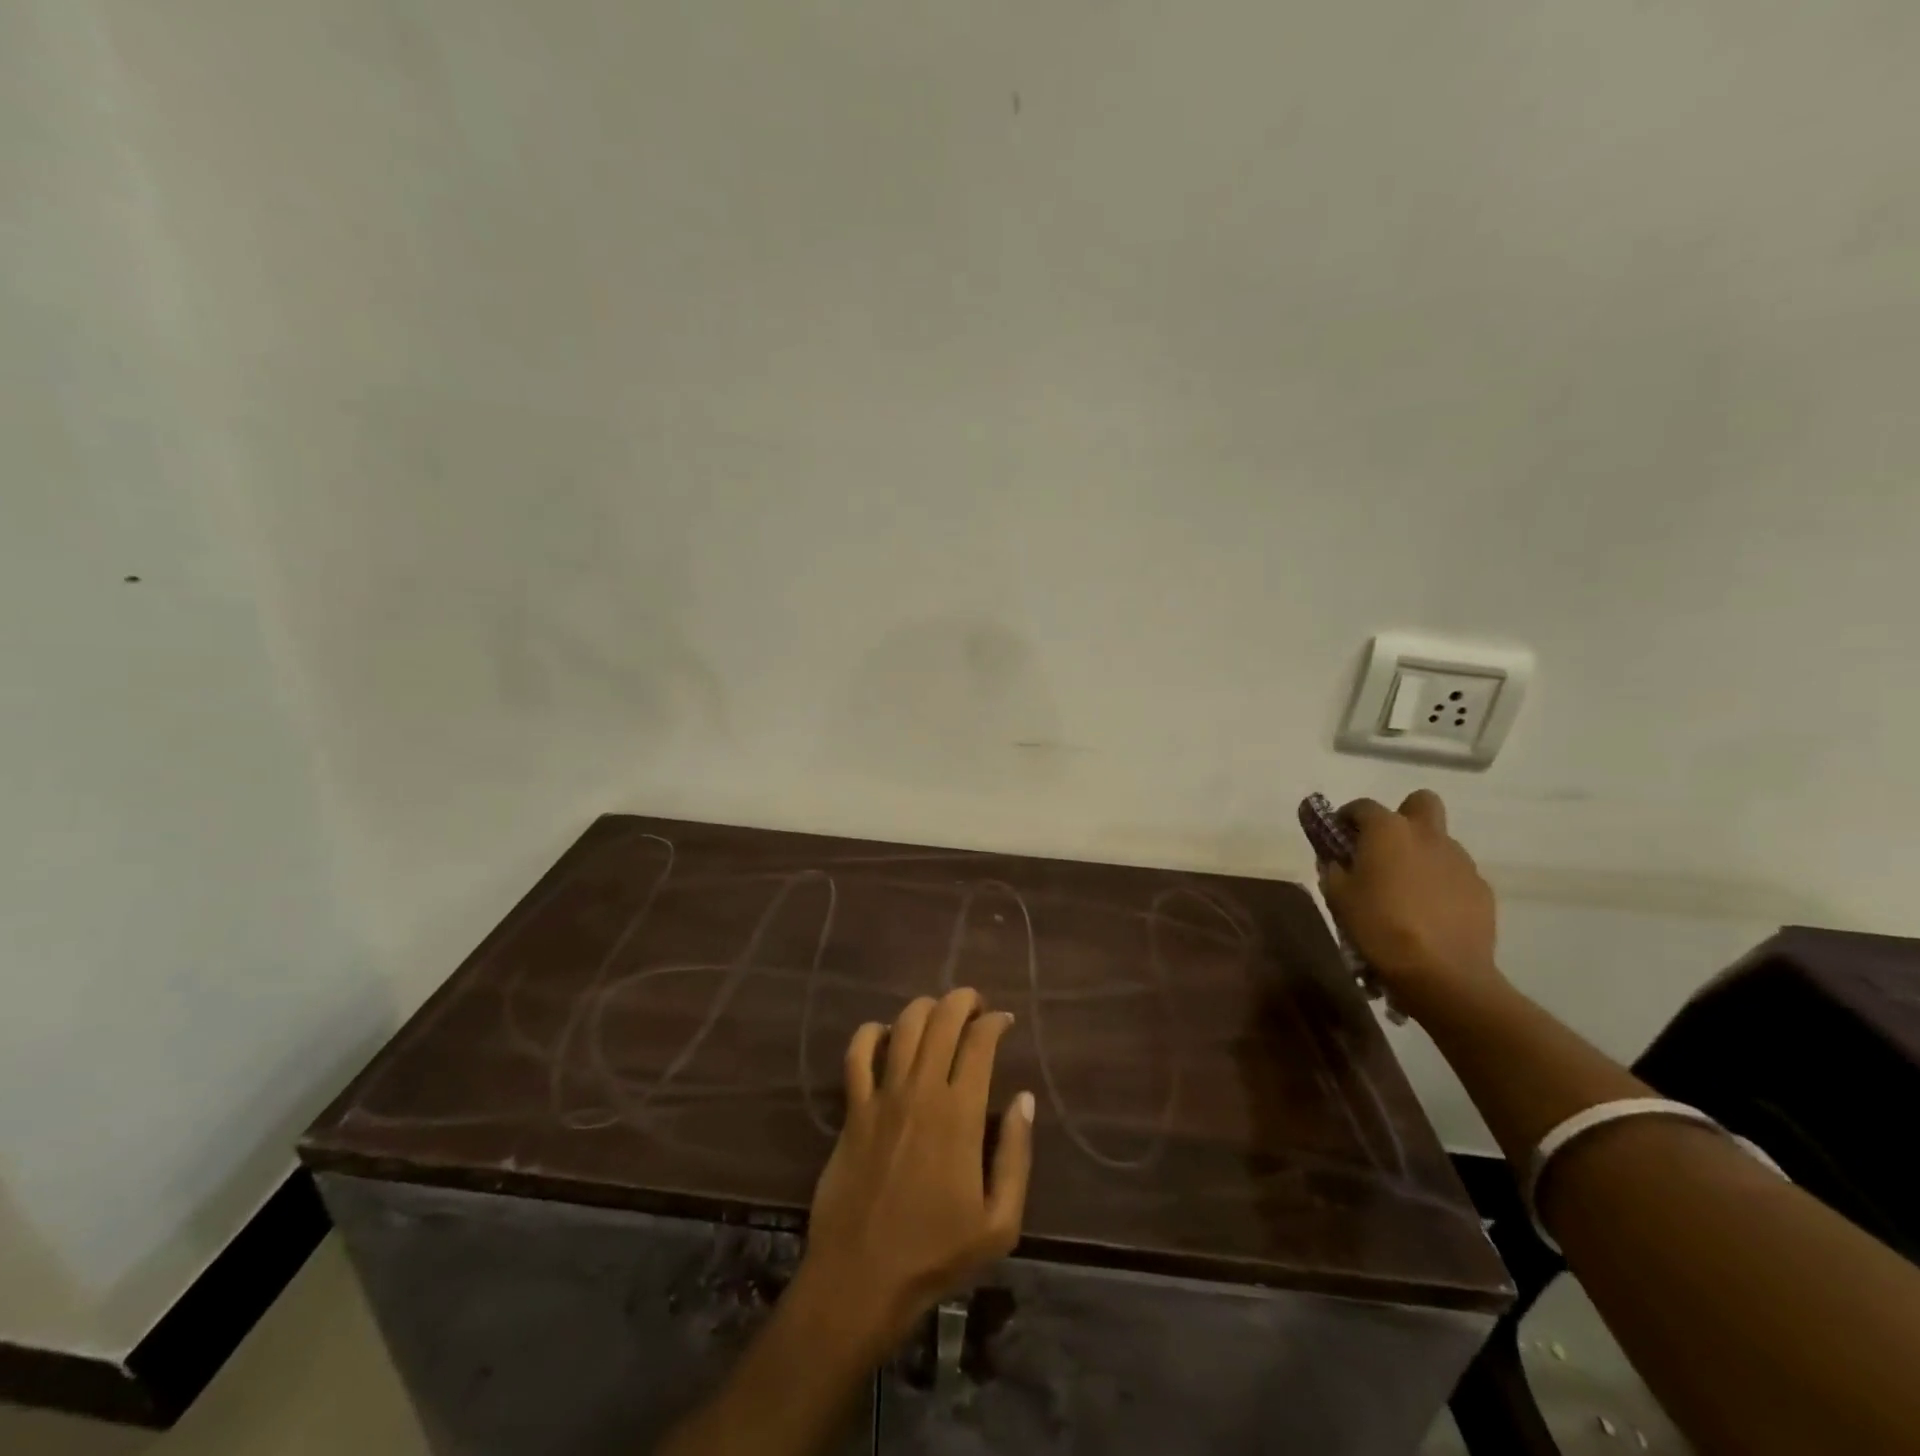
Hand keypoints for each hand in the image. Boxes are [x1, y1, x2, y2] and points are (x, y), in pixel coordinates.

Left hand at [802, 988, 1034, 1352]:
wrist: (861, 1278)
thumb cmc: (936, 1253)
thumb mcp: (999, 1223)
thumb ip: (1016, 1155)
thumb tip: (1024, 1099)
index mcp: (960, 1114)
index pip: (979, 1043)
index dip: (994, 1022)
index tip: (1004, 1022)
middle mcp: (921, 1091)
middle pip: (941, 1020)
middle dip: (962, 1000)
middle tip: (975, 1005)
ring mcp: (882, 1097)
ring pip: (903, 1026)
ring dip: (924, 1007)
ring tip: (938, 1012)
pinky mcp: (853, 1110)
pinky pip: (857, 1054)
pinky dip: (870, 1033)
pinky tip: (885, 1034)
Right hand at [1319, 790, 1503, 1016]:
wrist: (1442, 973)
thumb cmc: (1378, 927)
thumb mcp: (1338, 897)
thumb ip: (1334, 869)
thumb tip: (1338, 861)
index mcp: (1388, 830)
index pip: (1363, 806)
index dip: (1347, 817)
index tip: (1339, 836)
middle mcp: (1427, 835)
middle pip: (1420, 802)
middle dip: (1402, 815)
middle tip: (1385, 846)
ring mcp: (1461, 861)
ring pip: (1440, 841)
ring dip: (1422, 853)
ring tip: (1406, 888)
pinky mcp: (1481, 889)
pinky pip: (1456, 873)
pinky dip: (1441, 882)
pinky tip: (1430, 910)